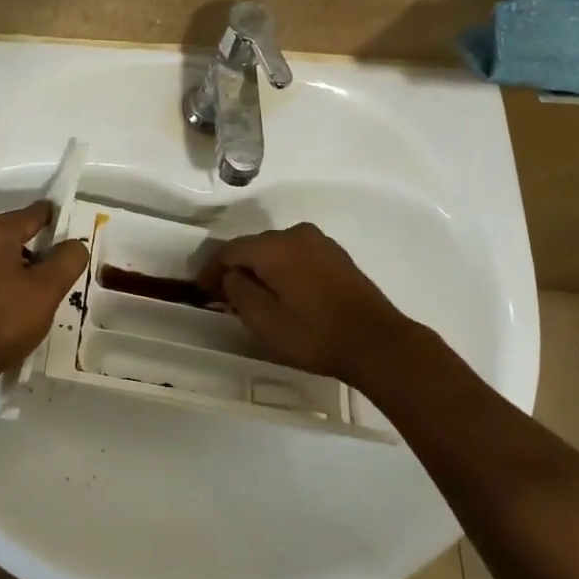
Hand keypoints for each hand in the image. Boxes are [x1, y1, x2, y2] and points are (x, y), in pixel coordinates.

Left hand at [0, 201, 88, 382]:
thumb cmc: (1, 322)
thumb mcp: (46, 292)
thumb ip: (67, 260)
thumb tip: (73, 244)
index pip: (32, 214)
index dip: (54, 221)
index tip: (69, 233)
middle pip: (7, 234)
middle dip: (30, 249)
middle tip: (50, 275)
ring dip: (6, 267)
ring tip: (24, 296)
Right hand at [198, 222, 415, 384]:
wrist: (377, 343)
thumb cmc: (314, 334)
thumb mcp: (264, 320)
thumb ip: (238, 291)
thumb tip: (232, 275)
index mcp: (275, 246)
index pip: (230, 250)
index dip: (210, 270)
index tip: (201, 291)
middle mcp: (296, 234)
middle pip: (253, 247)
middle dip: (235, 269)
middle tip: (222, 296)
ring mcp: (320, 243)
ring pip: (276, 251)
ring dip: (260, 270)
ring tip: (251, 297)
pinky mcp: (336, 256)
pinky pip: (296, 256)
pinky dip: (282, 270)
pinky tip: (282, 293)